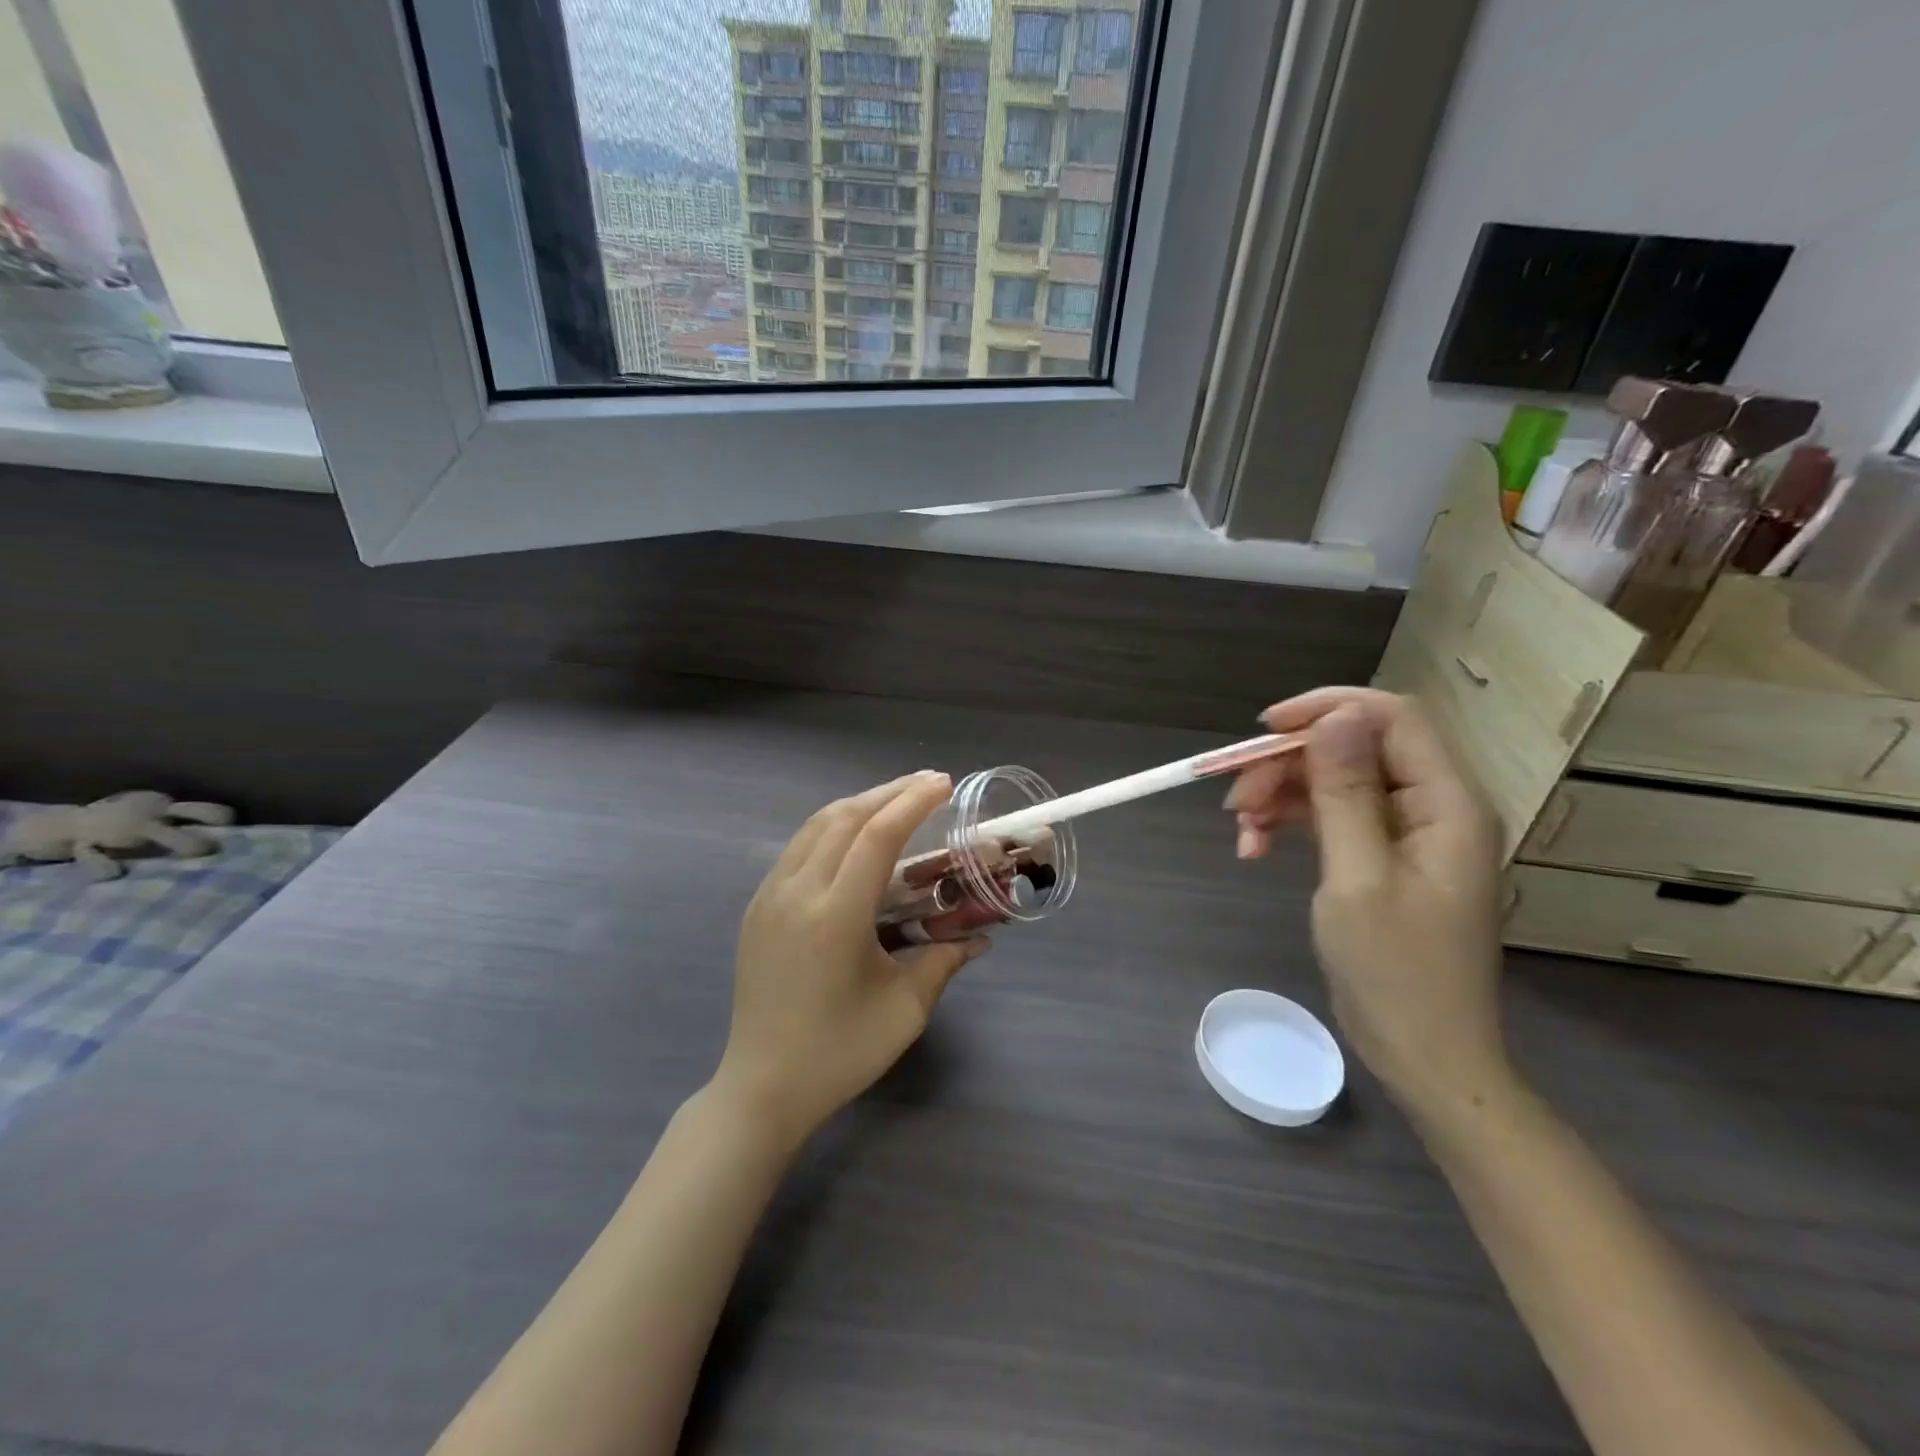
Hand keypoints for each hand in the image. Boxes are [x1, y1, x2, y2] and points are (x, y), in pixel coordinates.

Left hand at [713, 771, 988, 1147]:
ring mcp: (769, 896)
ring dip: (860, 803)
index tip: (944, 784)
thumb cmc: (839, 1053)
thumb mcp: (904, 1010)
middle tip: (930, 783)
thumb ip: (944, 960)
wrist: (761, 1087)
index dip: (913, 803)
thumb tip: (980, 937)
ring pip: (816, 825)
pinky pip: (799, 847)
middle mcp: (797, 893)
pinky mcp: (757, 906)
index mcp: (835, 917)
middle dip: (890, 792)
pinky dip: (832, 826)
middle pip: (845, 817)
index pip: (877, 836)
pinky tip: (855, 835)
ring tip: (897, 799)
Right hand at [1229, 688, 1508, 1109]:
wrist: (1423, 1055)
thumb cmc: (1396, 973)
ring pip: (1335, 782)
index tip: (1265, 731)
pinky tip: (1254, 848)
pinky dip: (1290, 824)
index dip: (1328, 710)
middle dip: (1289, 765)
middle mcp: (1432, 807)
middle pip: (1354, 749)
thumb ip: (1346, 793)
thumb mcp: (1358, 877)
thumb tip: (1336, 718)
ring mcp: (1407, 834)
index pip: (1393, 718)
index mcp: (1447, 804)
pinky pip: (1332, 817)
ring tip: (1240, 831)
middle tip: (1235, 800)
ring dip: (1281, 796)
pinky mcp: (1382, 857)